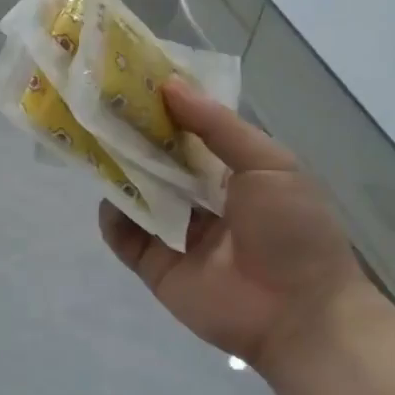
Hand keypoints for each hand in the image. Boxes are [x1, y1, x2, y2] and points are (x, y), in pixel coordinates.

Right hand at [99, 81, 367, 371]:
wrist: (301, 314)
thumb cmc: (293, 230)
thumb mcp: (269, 164)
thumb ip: (218, 126)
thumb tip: (170, 85)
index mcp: (230, 173)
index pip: (189, 133)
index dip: (165, 108)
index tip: (134, 80)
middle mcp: (199, 199)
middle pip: (157, 162)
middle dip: (132, 136)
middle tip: (101, 105)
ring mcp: (175, 233)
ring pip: (137, 195)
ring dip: (118, 171)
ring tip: (92, 141)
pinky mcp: (156, 266)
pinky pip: (125, 237)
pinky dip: (113, 218)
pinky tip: (110, 198)